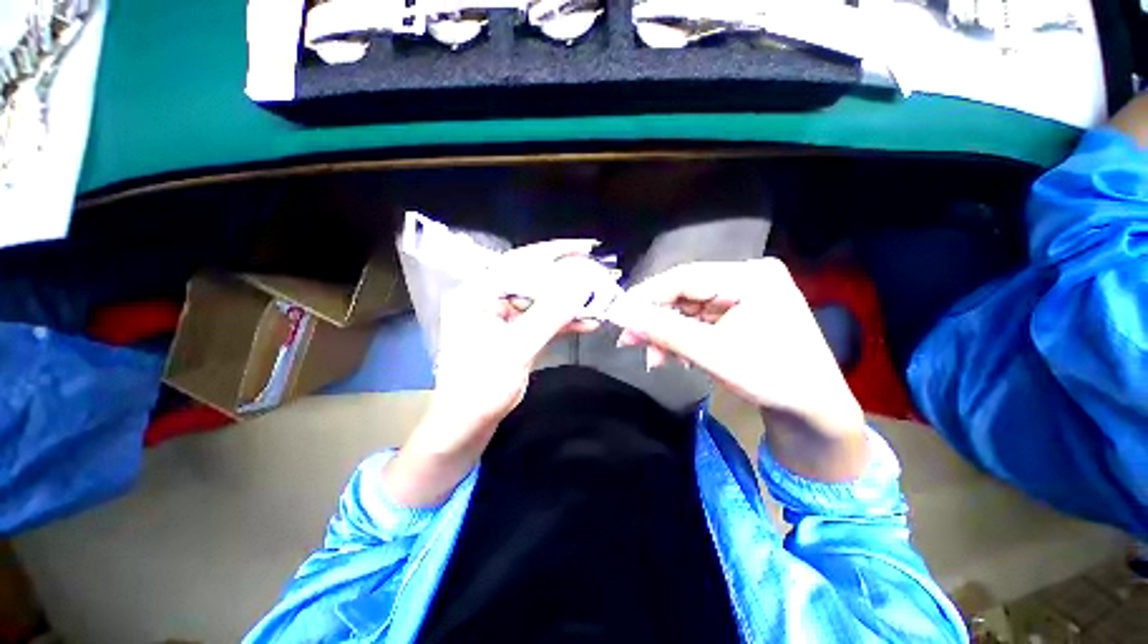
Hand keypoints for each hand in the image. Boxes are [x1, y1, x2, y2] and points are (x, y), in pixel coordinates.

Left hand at [385, 240, 600, 505]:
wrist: (466, 426)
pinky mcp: (515, 333)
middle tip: (599, 276)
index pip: (520, 263)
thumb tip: (581, 284)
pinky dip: (564, 321)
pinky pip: (543, 319)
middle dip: (568, 280)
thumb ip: (550, 314)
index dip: (555, 253)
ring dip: (570, 302)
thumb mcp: (517, 349)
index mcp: (478, 294)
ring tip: (599, 300)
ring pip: (542, 300)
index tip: (587, 248)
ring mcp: (503, 316)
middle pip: (534, 279)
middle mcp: (489, 298)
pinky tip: (587, 321)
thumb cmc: (481, 389)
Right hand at [610, 258, 868, 480]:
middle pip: (684, 293)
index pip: (685, 277)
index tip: (617, 314)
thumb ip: (662, 330)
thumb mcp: (711, 353)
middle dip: (655, 321)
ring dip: (666, 334)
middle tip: (628, 341)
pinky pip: (699, 320)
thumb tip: (619, 314)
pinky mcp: (738, 312)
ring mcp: (743, 295)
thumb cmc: (771, 378)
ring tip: (652, 358)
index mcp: (750, 277)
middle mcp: (746, 278)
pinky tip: (673, 357)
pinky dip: (682, 338)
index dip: (646, 296)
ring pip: (687, 309)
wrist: (813, 410)